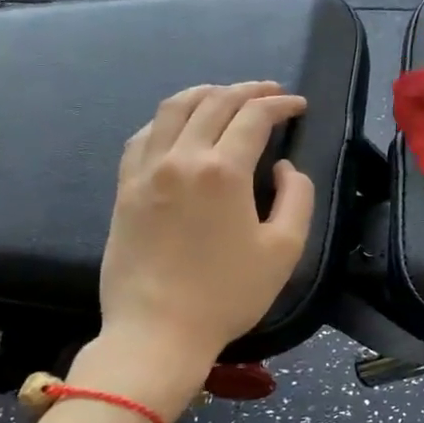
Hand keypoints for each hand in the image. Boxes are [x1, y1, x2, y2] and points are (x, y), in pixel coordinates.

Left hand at [89, 82, 314, 379]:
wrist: (157, 332)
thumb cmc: (228, 294)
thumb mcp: (285, 249)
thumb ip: (296, 197)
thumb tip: (283, 168)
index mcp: (222, 171)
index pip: (254, 117)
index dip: (280, 104)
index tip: (298, 105)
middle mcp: (181, 158)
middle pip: (214, 102)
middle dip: (248, 91)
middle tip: (271, 93)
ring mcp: (146, 170)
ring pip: (173, 108)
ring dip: (206, 93)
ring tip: (226, 95)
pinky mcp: (125, 188)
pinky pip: (143, 135)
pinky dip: (167, 119)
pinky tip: (179, 126)